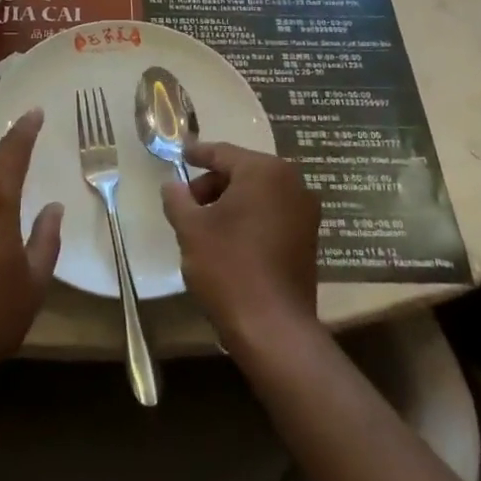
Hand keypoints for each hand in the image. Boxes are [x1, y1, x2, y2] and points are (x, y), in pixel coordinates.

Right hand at [162, 142, 319, 349]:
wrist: (273, 327)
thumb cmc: (228, 267)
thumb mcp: (191, 229)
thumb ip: (178, 199)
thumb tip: (172, 185)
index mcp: (264, 171)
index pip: (223, 153)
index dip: (198, 153)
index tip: (181, 153)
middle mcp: (291, 183)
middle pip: (243, 172)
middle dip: (212, 183)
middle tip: (186, 202)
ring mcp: (305, 212)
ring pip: (259, 194)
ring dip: (231, 202)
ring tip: (204, 224)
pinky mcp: (308, 239)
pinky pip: (273, 214)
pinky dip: (250, 218)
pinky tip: (228, 239)